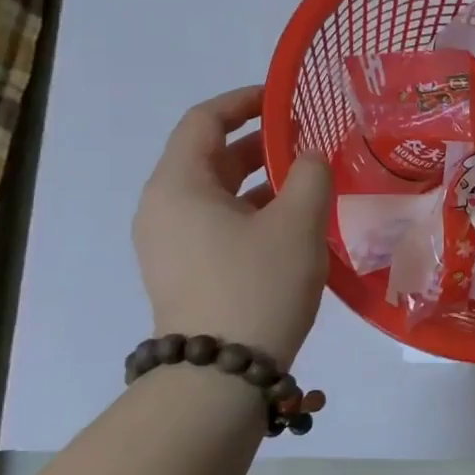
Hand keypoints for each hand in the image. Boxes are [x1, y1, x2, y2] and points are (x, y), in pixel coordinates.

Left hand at [133, 86, 331, 366]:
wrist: (220, 375)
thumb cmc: (257, 285)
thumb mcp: (298, 223)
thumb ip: (311, 175)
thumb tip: (310, 158)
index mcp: (178, 185)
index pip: (204, 120)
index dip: (245, 101)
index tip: (285, 99)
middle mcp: (163, 208)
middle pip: (209, 157)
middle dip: (260, 143)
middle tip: (308, 140)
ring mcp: (168, 244)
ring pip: (216, 193)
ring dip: (260, 180)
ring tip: (308, 180)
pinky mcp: (183, 272)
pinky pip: (216, 223)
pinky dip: (251, 211)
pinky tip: (291, 223)